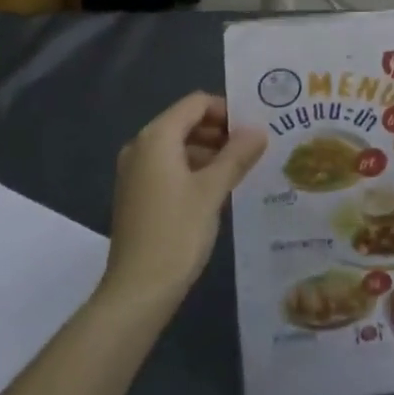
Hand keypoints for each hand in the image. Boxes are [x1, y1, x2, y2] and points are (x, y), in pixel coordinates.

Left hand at [101, 92, 266, 310]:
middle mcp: (140, 146)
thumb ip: (236, 155)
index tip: (254, 127)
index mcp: (156, 137)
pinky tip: (216, 189)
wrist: (138, 290)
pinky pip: (168, 167)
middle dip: (219, 131)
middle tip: (252, 149)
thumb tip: (258, 130)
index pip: (195, 104)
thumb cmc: (177, 232)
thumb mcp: (212, 190)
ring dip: (208, 151)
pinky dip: (192, 169)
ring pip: (177, 146)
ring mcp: (134, 171)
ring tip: (240, 169)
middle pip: (185, 122)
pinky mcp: (136, 194)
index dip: (226, 110)